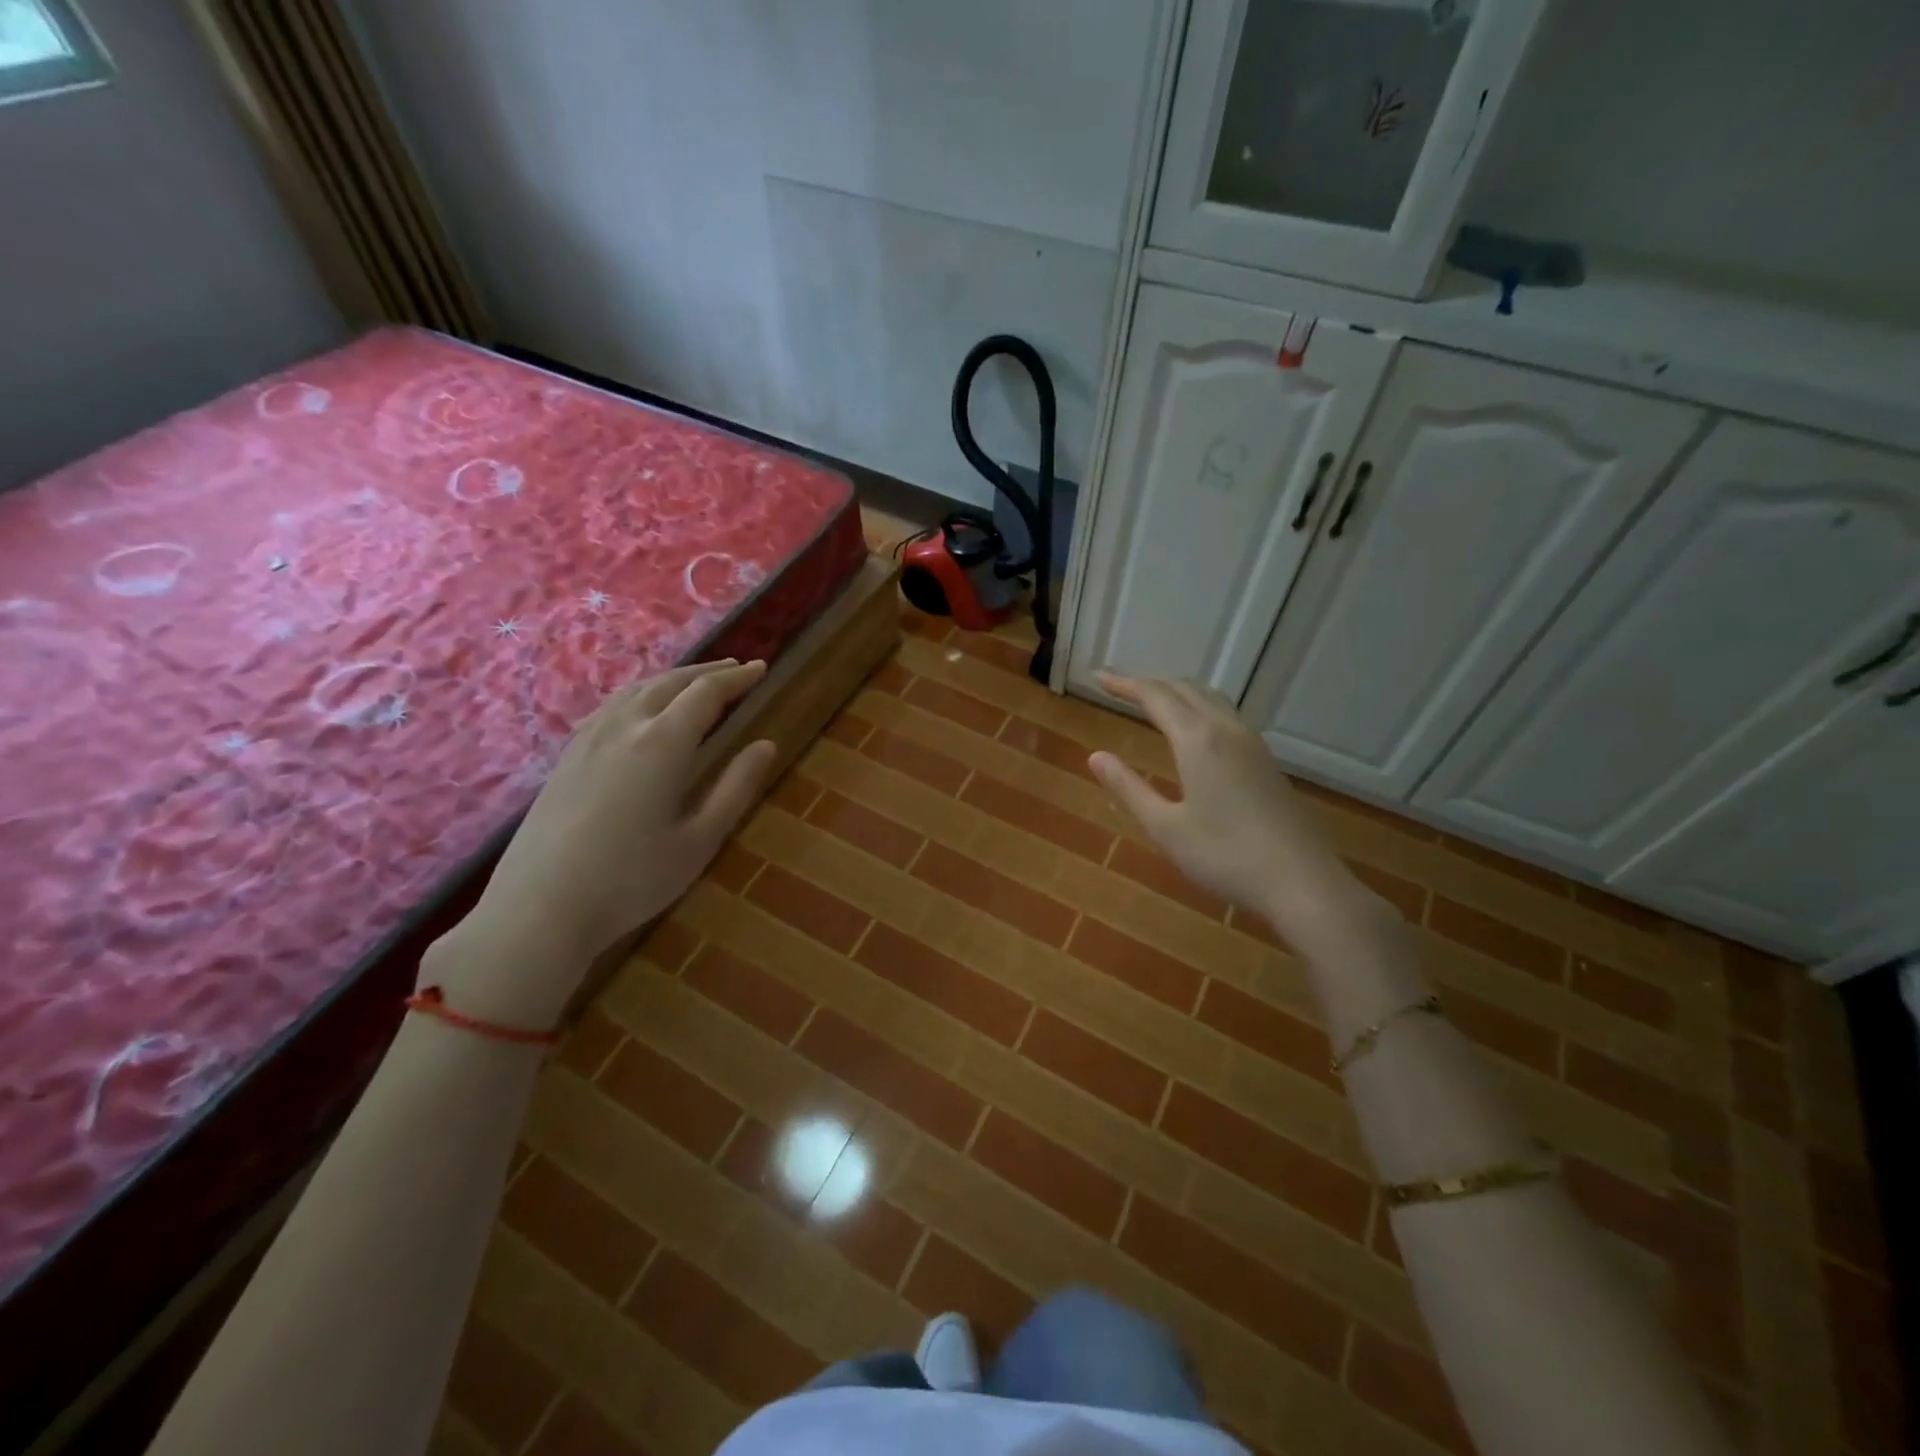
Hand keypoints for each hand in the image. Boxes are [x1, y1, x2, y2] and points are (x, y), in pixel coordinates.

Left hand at [428, 659, 776, 1027]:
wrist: (539, 909)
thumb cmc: (632, 879)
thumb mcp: (700, 839)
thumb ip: (736, 787)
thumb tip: (767, 745)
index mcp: (662, 744)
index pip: (706, 694)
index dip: (737, 679)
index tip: (761, 668)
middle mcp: (624, 727)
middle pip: (670, 682)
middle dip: (708, 672)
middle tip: (737, 669)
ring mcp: (588, 739)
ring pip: (636, 690)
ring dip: (673, 678)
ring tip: (695, 681)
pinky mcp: (566, 757)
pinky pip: (611, 705)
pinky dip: (641, 693)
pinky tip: (641, 709)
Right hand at [1087, 673, 1384, 951]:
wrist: (1302, 881)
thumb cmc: (1225, 856)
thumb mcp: (1165, 828)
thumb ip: (1129, 788)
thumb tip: (1096, 756)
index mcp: (1198, 741)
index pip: (1155, 696)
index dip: (1125, 684)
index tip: (1098, 678)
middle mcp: (1227, 730)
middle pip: (1185, 689)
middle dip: (1149, 683)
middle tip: (1118, 686)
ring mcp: (1252, 744)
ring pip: (1211, 698)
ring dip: (1177, 691)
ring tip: (1152, 699)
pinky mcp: (1266, 761)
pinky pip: (1227, 714)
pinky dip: (1199, 706)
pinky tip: (1195, 728)